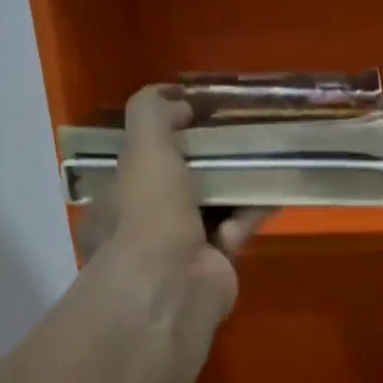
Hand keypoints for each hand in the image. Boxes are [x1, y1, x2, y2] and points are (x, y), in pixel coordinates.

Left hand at [75, 86, 271, 323]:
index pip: (138, 165)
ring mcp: (179, 251)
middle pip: (179, 184)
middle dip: (207, 162)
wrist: (173, 284)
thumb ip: (152, 112)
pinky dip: (251, 211)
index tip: (194, 120)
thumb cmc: (148, 212)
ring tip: (260, 157)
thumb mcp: (142, 147)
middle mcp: (141, 230)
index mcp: (113, 204)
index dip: (165, 140)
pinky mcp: (215, 266)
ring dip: (234, 184)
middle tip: (234, 137)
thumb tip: (176, 98)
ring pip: (212, 206)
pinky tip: (269, 191)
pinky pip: (236, 228)